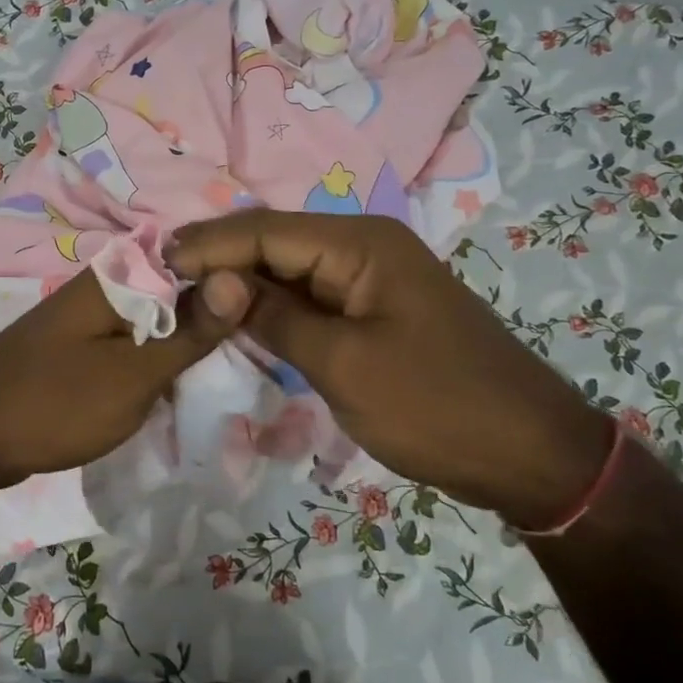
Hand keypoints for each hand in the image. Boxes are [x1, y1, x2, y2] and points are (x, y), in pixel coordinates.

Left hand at [0, 267, 253, 499]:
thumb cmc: (55, 404)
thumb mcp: (135, 374)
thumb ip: (190, 331)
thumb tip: (241, 277)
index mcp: (120, 276)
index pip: (195, 257)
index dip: (234, 281)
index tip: (273, 309)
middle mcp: (104, 284)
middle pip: (178, 287)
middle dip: (214, 314)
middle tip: (259, 346)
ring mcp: (88, 314)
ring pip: (157, 316)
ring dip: (187, 339)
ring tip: (230, 364)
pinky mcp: (79, 343)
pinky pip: (132, 338)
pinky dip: (157, 356)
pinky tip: (179, 379)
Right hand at [168, 212, 608, 529]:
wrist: (527, 453)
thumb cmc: (436, 405)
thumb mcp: (344, 364)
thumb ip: (275, 317)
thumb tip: (215, 282)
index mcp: (360, 244)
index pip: (265, 230)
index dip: (208, 245)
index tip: (155, 263)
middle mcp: (362, 247)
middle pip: (274, 243)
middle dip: (219, 261)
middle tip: (159, 282)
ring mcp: (369, 279)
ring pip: (288, 271)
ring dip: (241, 285)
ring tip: (183, 299)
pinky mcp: (371, 311)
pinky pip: (309, 299)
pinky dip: (271, 309)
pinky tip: (235, 320)